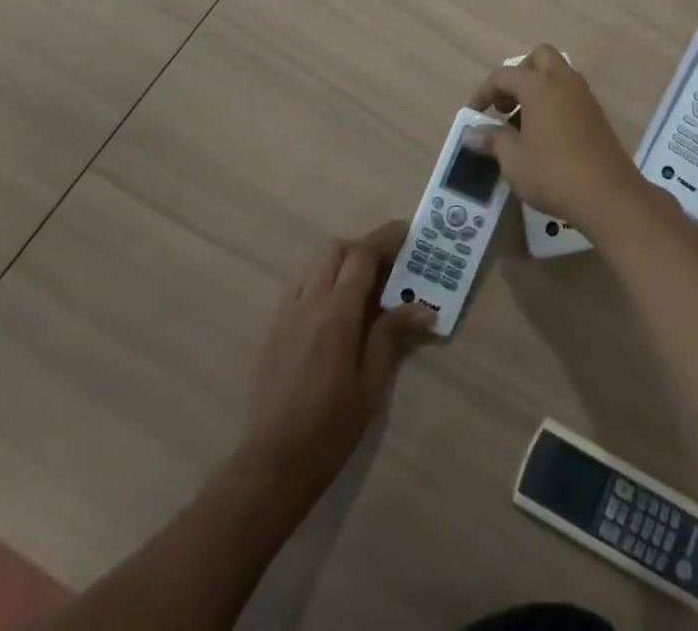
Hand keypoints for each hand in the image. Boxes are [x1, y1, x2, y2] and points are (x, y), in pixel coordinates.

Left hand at [240, 221, 434, 500]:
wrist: (272, 465)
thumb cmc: (330, 428)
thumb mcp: (371, 385)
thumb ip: (392, 337)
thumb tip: (425, 308)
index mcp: (335, 316)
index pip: (361, 256)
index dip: (385, 239)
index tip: (407, 234)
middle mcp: (307, 304)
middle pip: (335, 250)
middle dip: (363, 248)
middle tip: (388, 266)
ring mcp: (285, 315)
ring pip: (314, 265)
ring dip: (340, 262)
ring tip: (364, 287)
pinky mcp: (272, 329)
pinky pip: (299, 286)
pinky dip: (321, 281)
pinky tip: (335, 311)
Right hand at [468, 45, 648, 233]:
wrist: (608, 194)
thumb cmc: (553, 173)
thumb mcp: (513, 160)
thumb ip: (492, 140)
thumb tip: (471, 134)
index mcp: (539, 85)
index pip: (503, 75)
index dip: (483, 92)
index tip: (473, 113)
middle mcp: (563, 81)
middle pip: (539, 58)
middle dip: (519, 75)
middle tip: (507, 105)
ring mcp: (584, 95)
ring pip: (558, 75)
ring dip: (538, 89)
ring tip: (523, 124)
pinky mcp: (597, 113)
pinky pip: (570, 94)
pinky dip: (555, 102)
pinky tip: (546, 135)